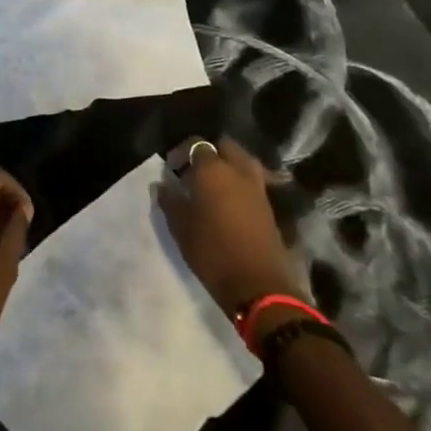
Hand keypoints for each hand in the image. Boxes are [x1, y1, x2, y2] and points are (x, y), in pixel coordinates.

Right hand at [157, 138, 311, 321]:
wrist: (259, 286)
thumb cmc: (212, 251)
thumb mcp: (181, 227)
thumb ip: (169, 200)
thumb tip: (161, 184)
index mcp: (213, 169)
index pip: (196, 144)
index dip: (181, 153)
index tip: (171, 169)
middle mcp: (238, 171)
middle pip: (225, 146)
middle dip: (210, 154)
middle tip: (194, 173)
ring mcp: (258, 187)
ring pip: (243, 162)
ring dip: (229, 167)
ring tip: (214, 186)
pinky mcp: (269, 206)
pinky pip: (253, 182)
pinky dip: (241, 184)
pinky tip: (229, 202)